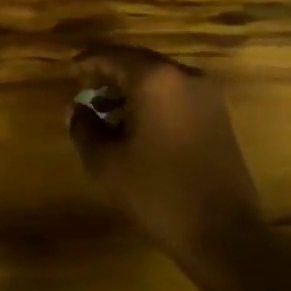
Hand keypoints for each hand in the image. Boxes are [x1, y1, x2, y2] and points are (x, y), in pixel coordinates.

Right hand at [68, 44, 266, 271]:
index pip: (111, 56)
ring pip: (159, 79)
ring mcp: (207, 96)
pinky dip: (152, 102)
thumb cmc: (157, 192)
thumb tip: (77, 109)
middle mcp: (184, 76)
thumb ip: (84, 127)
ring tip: (105, 112)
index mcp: (154, 79)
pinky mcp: (218, 116)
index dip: (86, 63)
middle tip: (83, 92)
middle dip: (108, 75)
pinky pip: (176, 96)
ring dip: (130, 90)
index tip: (67, 73)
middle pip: (137, 63)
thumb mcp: (106, 163)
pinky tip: (136, 127)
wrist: (223, 233)